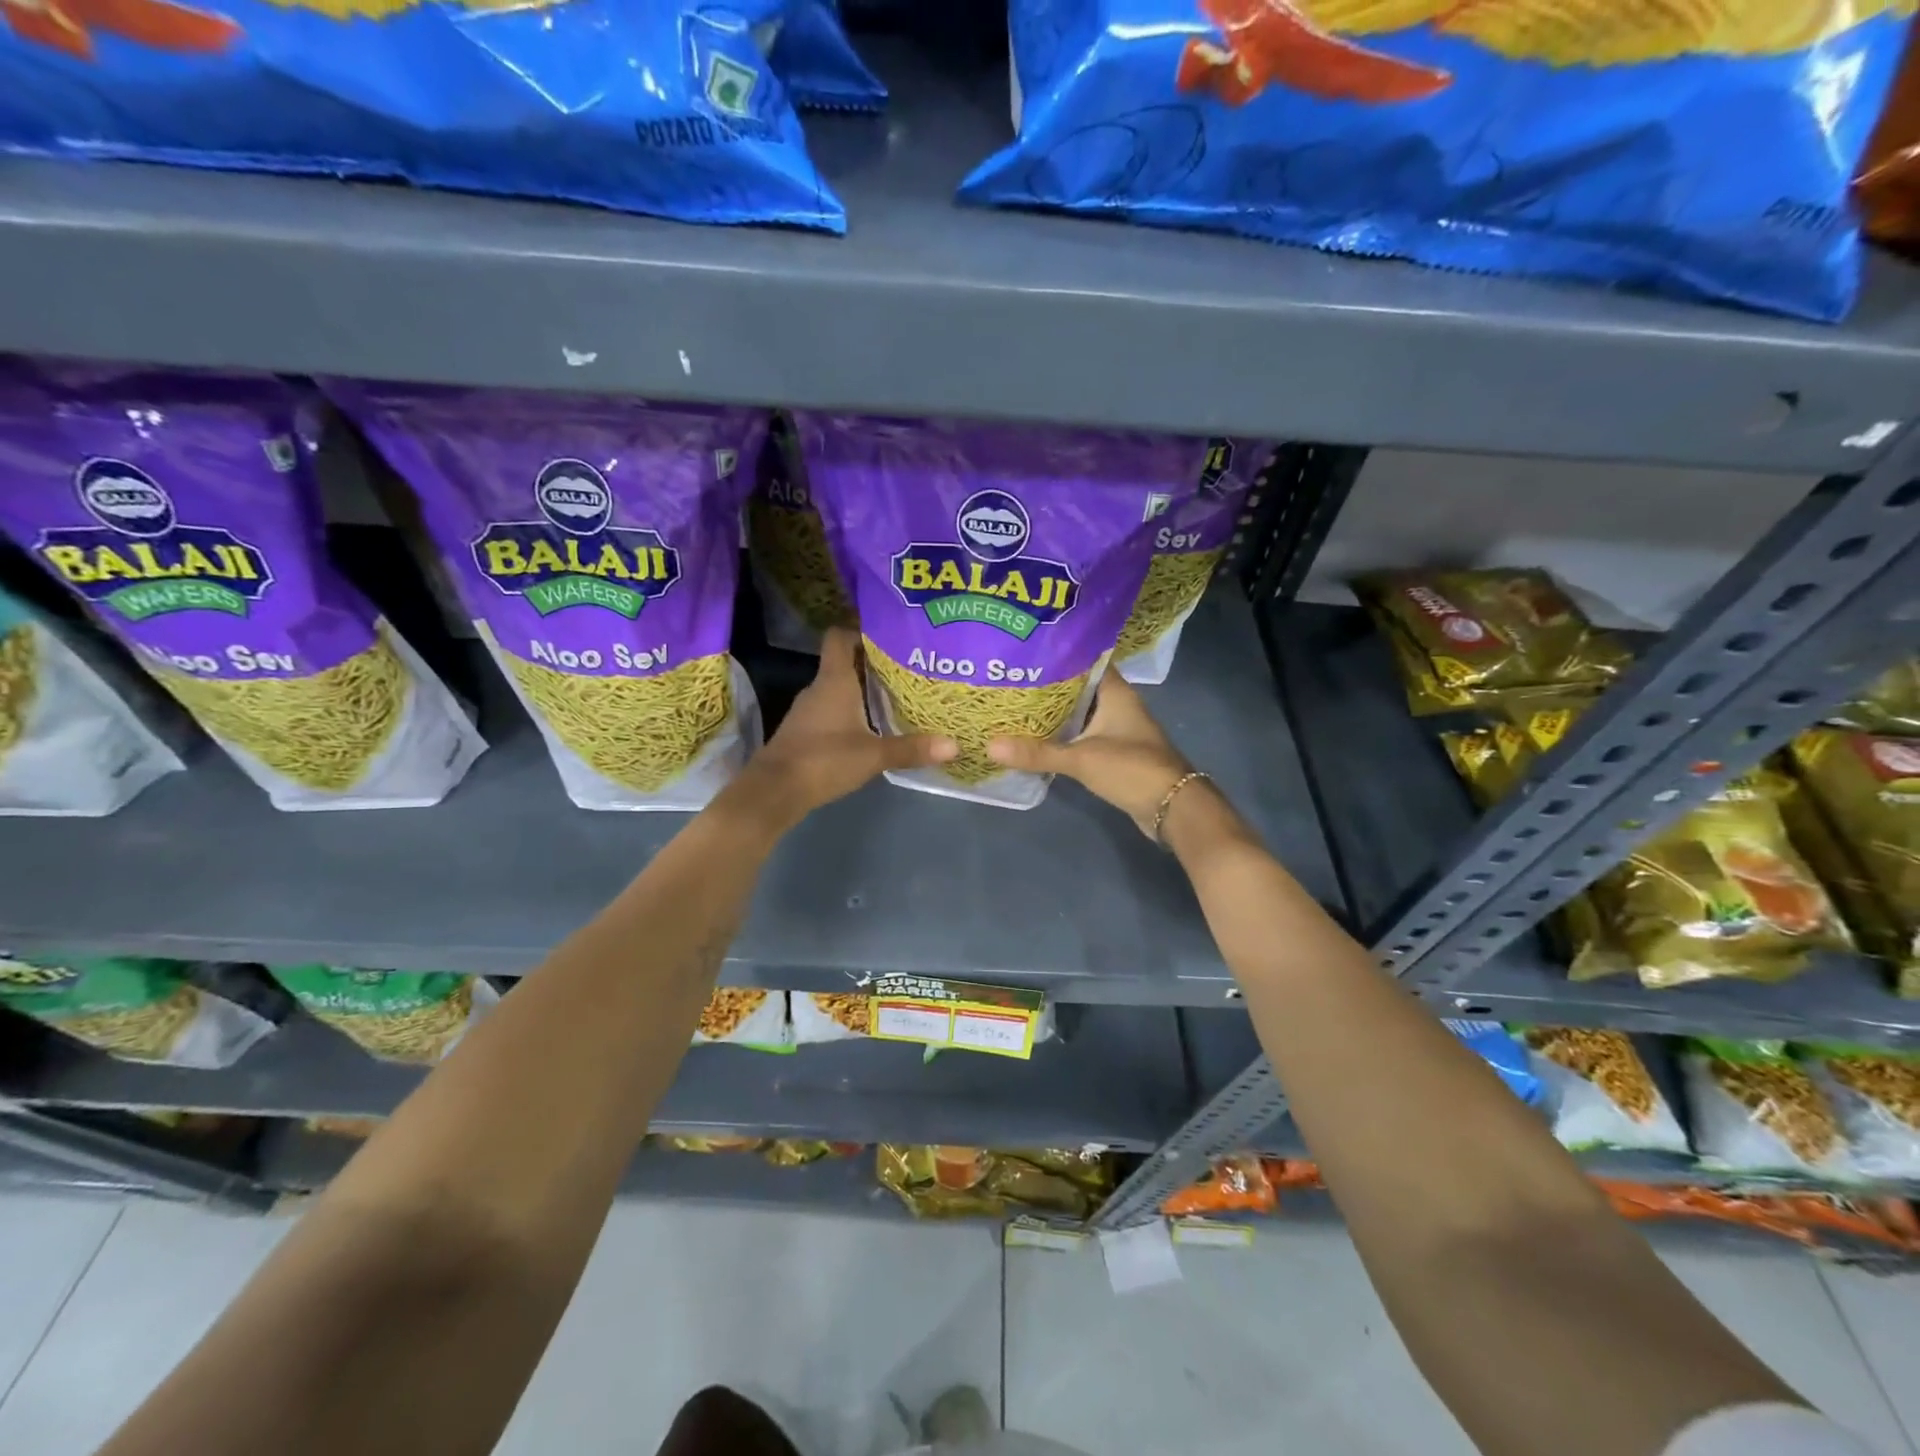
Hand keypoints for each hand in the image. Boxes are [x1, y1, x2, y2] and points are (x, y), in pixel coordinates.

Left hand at [737, 629, 956, 826]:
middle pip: (845, 663)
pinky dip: (850, 712)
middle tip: (906, 669)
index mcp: (834, 680)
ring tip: (895, 696)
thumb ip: (911, 748)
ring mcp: (808, 710)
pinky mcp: (804, 731)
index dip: (860, 630)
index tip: (888, 636)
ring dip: (862, 690)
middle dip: (872, 664)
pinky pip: (831, 710)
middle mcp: (819, 688)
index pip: (839, 637)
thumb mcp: (874, 755)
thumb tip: (954, 745)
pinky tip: (871, 726)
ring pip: (838, 688)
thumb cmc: (824, 760)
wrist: (775, 790)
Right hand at [987, 674, 1191, 836]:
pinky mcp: (1114, 753)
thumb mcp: (1081, 758)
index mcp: (1115, 692)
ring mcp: (1118, 730)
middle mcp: (1118, 705)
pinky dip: (1063, 736)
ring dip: (1054, 713)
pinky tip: (1037, 739)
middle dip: (1047, 686)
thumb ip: (1037, 753)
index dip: (1057, 656)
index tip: (1026, 653)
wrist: (1172, 808)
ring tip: (1015, 706)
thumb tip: (990, 746)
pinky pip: (1083, 736)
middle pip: (1078, 688)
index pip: (1084, 661)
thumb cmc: (1131, 769)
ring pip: (1080, 714)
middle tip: (1010, 681)